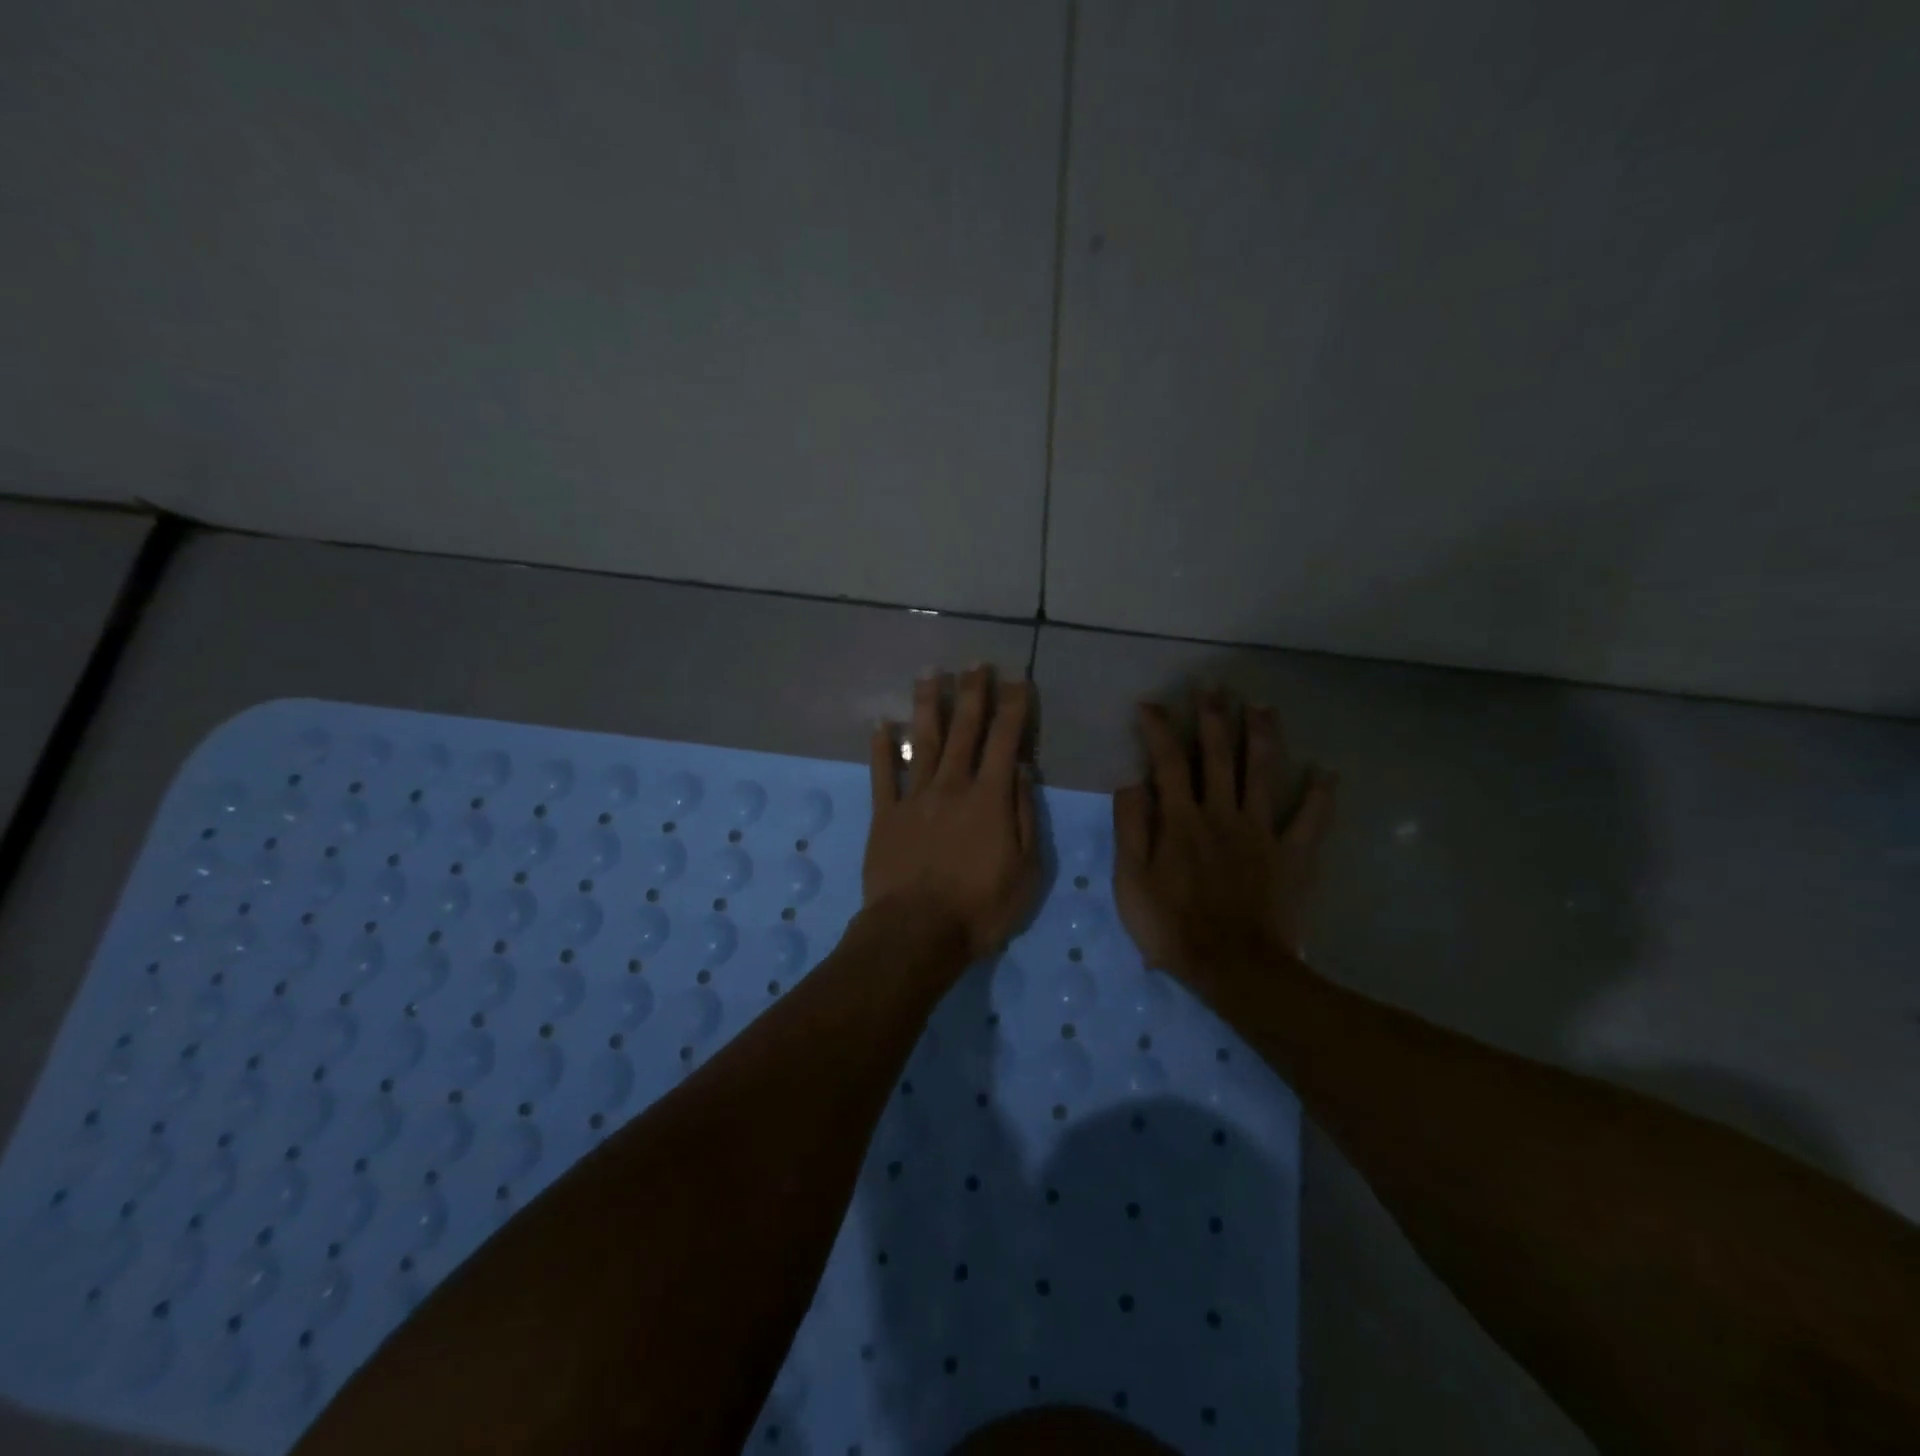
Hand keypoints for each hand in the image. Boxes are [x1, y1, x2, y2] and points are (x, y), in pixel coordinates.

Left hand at [864, 668, 1040, 964]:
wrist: (917, 932)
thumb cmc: (980, 908)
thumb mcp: (1026, 870)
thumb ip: (1024, 816)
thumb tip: (1021, 771)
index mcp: (989, 798)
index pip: (1005, 741)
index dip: (1013, 708)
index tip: (1018, 680)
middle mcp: (951, 786)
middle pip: (964, 730)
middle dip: (972, 693)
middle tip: (975, 662)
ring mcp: (914, 798)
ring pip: (923, 742)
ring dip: (928, 705)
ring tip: (930, 673)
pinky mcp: (885, 815)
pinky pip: (882, 775)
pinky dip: (881, 748)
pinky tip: (881, 724)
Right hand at [1113, 694, 1335, 991]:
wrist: (1233, 968)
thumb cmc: (1172, 926)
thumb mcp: (1131, 881)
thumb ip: (1130, 828)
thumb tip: (1131, 782)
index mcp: (1181, 820)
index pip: (1167, 762)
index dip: (1158, 729)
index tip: (1150, 704)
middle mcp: (1222, 813)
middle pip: (1217, 756)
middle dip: (1213, 718)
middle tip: (1213, 685)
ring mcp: (1261, 832)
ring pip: (1263, 774)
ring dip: (1262, 737)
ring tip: (1262, 706)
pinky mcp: (1292, 855)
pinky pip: (1311, 821)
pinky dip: (1321, 796)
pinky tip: (1329, 771)